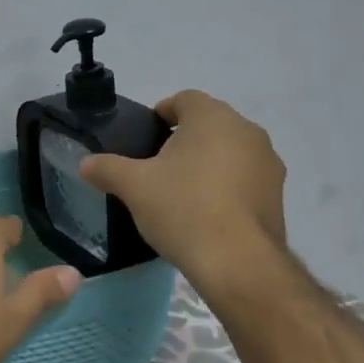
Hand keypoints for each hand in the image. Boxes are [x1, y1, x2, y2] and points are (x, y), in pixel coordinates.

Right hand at [80, 89, 288, 285]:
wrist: (238, 263)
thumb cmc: (183, 208)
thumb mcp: (133, 187)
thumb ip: (107, 168)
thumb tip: (85, 163)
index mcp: (213, 117)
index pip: (185, 99)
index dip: (162, 113)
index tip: (146, 136)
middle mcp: (247, 131)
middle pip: (209, 125)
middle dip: (184, 140)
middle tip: (158, 166)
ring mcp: (268, 164)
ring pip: (230, 152)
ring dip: (208, 163)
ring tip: (182, 193)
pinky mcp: (278, 196)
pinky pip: (245, 179)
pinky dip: (226, 188)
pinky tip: (207, 214)